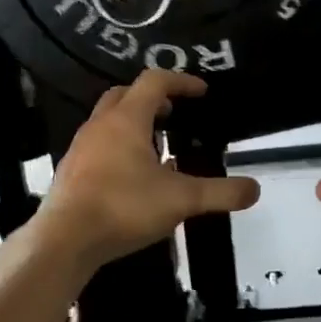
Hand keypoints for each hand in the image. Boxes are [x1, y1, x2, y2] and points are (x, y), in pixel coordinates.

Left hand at [38, 70, 259, 267]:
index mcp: (127, 119)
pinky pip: (99, 144)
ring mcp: (81, 147)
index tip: (202, 92)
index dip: (181, 81)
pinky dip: (120, 146)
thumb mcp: (181, 200)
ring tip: (158, 147)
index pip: (155, 82)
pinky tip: (134, 176)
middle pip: (125, 94)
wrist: (65, 239)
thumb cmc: (124, 207)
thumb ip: (220, 193)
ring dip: (135, 123)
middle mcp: (101, 125)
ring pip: (109, 120)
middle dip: (152, 98)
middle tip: (174, 113)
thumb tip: (255, 189)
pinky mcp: (72, 170)